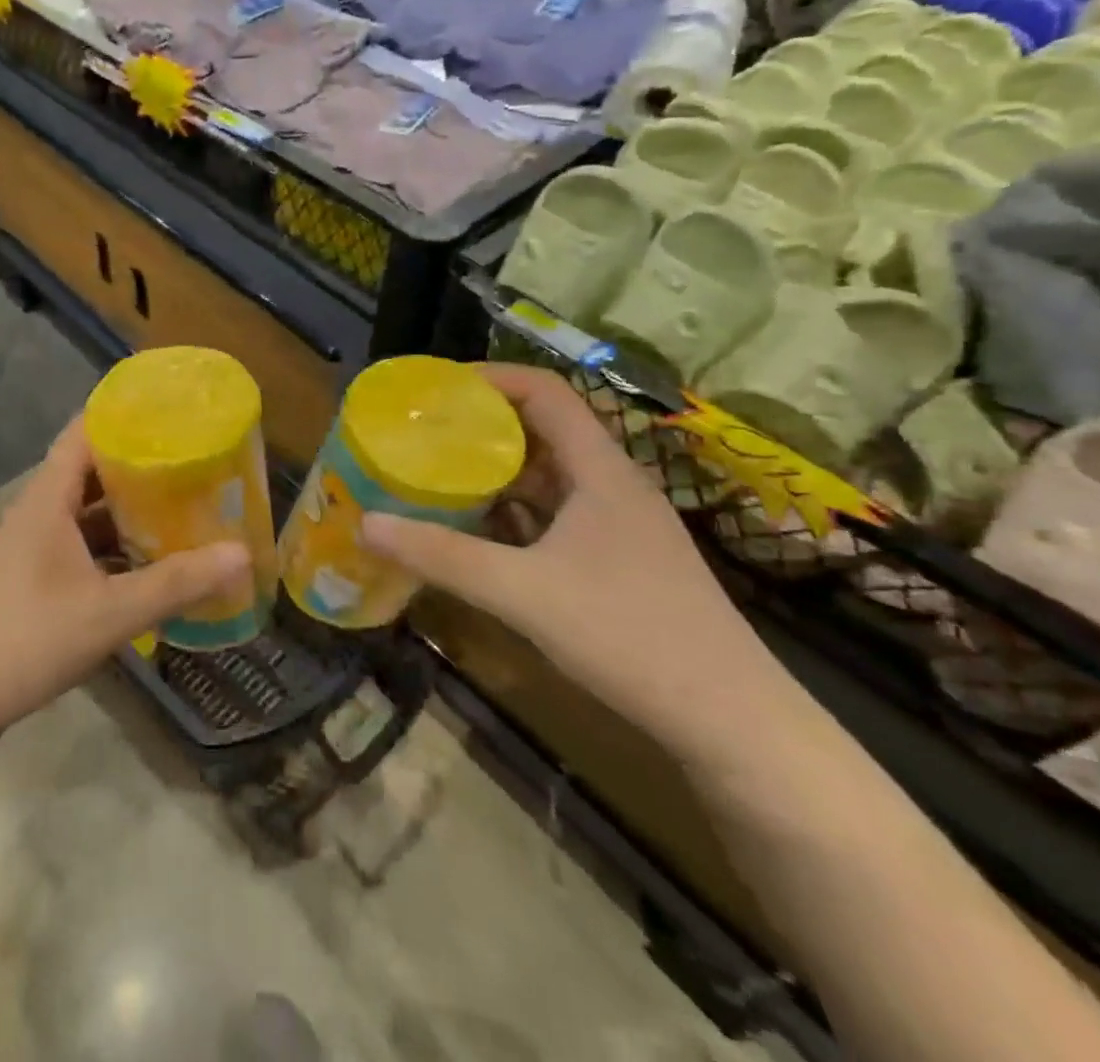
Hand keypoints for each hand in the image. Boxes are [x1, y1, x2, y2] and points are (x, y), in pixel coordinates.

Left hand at [0, 417, 250, 751]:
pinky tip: (147, 566)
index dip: (125, 414)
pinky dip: (114, 550)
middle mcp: (38, 513)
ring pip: (86, 514)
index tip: (174, 410)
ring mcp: (31, 549)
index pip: (85, 431)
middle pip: (92, 471)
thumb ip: (174, 584)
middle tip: (194, 463)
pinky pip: (80, 549)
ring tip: (182, 508)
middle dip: (141, 466)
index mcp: (48, 499)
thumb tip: (242, 554)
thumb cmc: (21, 640)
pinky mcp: (30, 583)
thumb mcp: (107, 614)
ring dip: (128, 512)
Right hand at [362, 364, 798, 765]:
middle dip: (483, 424)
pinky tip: (481, 532)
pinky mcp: (620, 560)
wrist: (732, 721)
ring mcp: (620, 525)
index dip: (491, 378)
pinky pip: (556, 513)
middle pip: (544, 429)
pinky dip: (515, 510)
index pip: (545, 392)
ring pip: (550, 474)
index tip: (436, 388)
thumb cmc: (630, 635)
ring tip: (440, 474)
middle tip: (425, 432)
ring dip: (497, 469)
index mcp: (599, 471)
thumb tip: (366, 524)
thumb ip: (442, 557)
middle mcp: (612, 485)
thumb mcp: (522, 592)